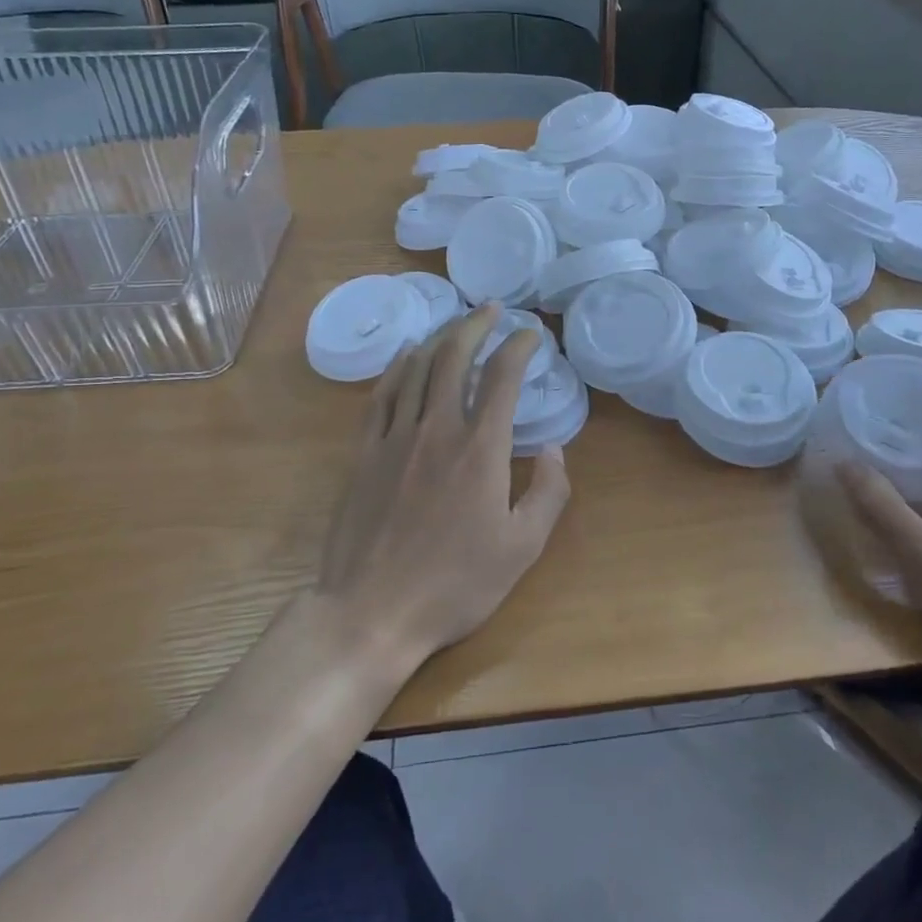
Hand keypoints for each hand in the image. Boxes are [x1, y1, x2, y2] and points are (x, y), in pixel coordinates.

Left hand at [312, 304, 571, 667]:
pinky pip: (382, 394)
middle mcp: (438, 429)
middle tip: (492, 309)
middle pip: (455, 357)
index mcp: (481, 449)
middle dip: (476, 325)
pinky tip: (406, 354)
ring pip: (417, 368)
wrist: (371, 612)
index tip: (530, 334)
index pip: (503, 377)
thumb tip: (556, 449)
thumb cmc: (454, 585)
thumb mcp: (522, 549)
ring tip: (456, 324)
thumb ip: (549, 493)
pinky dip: (398, 366)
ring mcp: (395, 437)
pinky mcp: (364, 453)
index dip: (519, 346)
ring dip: (439, 338)